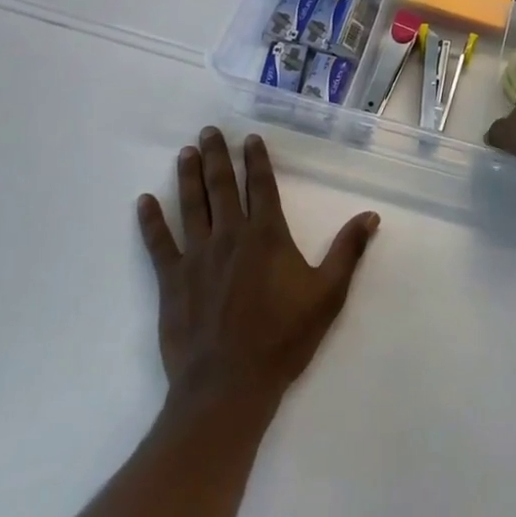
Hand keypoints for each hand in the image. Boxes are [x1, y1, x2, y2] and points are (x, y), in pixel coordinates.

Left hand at [137, 128, 378, 408]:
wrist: (229, 386)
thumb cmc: (283, 338)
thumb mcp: (328, 295)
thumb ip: (348, 251)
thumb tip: (371, 215)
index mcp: (266, 235)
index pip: (261, 186)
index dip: (257, 160)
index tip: (249, 138)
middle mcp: (230, 235)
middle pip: (222, 186)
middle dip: (216, 156)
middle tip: (208, 131)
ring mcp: (197, 256)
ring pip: (192, 205)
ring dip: (188, 176)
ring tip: (185, 152)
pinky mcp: (172, 280)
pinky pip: (159, 243)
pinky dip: (151, 220)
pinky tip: (144, 201)